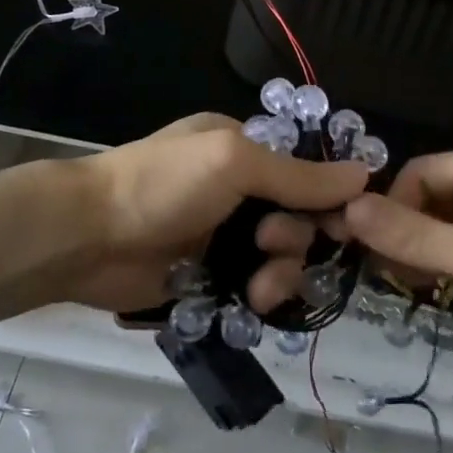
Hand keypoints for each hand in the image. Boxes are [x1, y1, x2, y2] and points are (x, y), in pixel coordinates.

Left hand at [60, 114, 367, 314]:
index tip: (348, 225)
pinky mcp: (208, 277)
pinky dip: (260, 297)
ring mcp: (221, 235)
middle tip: (269, 244)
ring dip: (281, 273)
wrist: (88, 236)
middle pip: (297, 218)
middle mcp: (236, 189)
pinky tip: (251, 304)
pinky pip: (255, 288)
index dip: (328, 197)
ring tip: (258, 287)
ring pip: (280, 258)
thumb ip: (297, 175)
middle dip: (296, 237)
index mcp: (241, 148)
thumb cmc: (162, 184)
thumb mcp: (233, 163)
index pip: (304, 170)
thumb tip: (364, 173)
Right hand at [342, 144, 452, 366]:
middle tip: (397, 280)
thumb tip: (348, 211)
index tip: (380, 258)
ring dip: (431, 249)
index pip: (418, 174)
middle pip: (433, 195)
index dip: (393, 211)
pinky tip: (451, 288)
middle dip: (410, 233)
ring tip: (421, 289)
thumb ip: (415, 237)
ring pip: (452, 219)